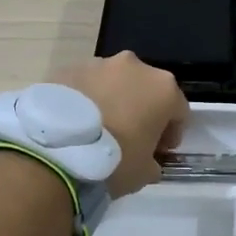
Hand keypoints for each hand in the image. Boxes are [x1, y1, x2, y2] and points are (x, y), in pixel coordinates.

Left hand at [57, 52, 188, 198]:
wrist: (56, 151)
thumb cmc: (114, 161)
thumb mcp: (145, 172)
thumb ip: (153, 161)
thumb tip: (147, 160)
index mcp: (163, 88)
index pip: (178, 109)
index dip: (172, 131)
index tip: (160, 150)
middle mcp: (134, 66)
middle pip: (146, 89)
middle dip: (142, 109)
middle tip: (130, 136)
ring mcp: (98, 64)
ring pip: (114, 83)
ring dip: (113, 101)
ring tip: (97, 129)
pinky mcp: (67, 68)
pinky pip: (85, 85)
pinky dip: (86, 100)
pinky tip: (75, 123)